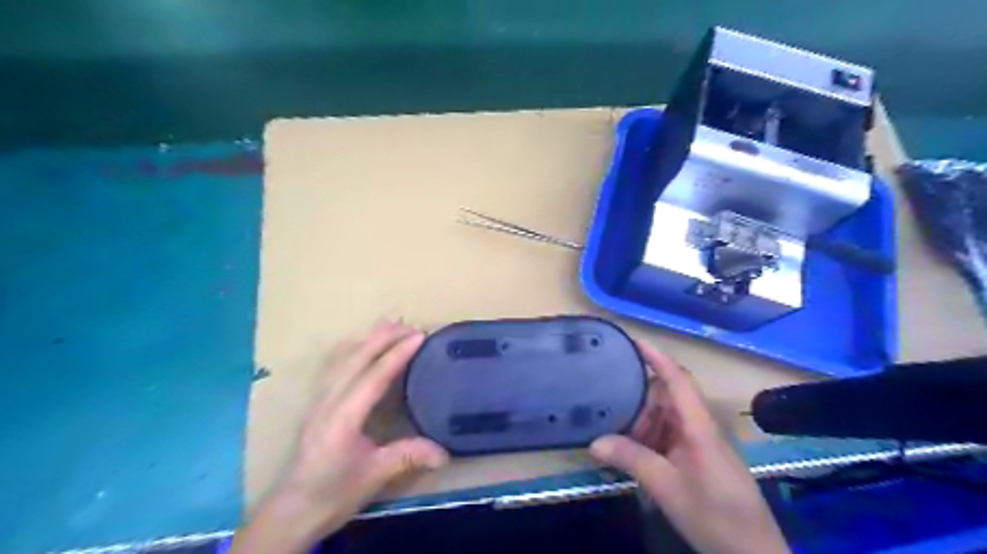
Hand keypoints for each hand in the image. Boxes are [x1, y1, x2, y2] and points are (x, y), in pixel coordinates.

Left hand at [232, 321, 447, 553]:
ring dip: (367, 338)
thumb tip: (445, 452)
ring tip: (389, 324)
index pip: (373, 376)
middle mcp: (328, 401)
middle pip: (355, 358)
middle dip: (383, 337)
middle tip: (410, 325)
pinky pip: (334, 365)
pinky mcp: (317, 403)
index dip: (397, 354)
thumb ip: (408, 457)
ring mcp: (319, 399)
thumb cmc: (332, 493)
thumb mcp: (374, 476)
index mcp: (343, 417)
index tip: (419, 336)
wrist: (292, 510)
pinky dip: (352, 348)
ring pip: (342, 358)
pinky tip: (361, 344)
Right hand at [590, 342, 791, 553]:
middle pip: (667, 398)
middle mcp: (700, 428)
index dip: (657, 358)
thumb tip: (594, 442)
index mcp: (698, 426)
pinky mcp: (698, 459)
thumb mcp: (668, 488)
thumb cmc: (716, 515)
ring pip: (666, 419)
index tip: (634, 341)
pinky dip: (649, 440)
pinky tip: (632, 454)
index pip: (677, 380)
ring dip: (642, 424)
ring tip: (615, 433)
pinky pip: (669, 438)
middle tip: (609, 406)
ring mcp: (700, 444)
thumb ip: (632, 460)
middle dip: (639, 400)